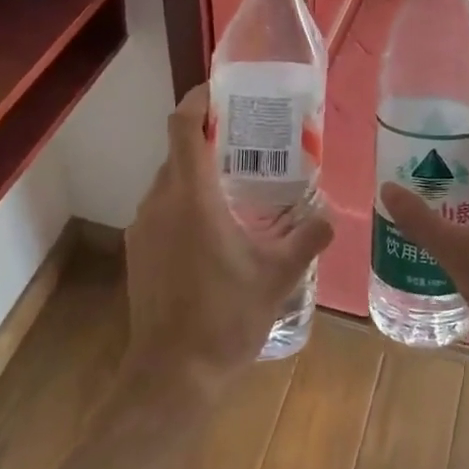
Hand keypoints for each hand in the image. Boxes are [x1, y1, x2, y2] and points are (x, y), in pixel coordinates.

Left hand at [122, 86, 332, 404]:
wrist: (172, 376)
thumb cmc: (225, 318)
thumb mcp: (278, 277)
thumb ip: (308, 240)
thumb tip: (331, 216)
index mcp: (191, 198)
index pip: (182, 128)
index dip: (196, 100)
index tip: (219, 91)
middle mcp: (159, 203)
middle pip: (176, 152)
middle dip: (206, 139)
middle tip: (246, 141)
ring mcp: (142, 228)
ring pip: (168, 183)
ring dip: (195, 174)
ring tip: (235, 184)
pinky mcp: (137, 252)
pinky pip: (160, 210)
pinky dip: (184, 203)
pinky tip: (213, 229)